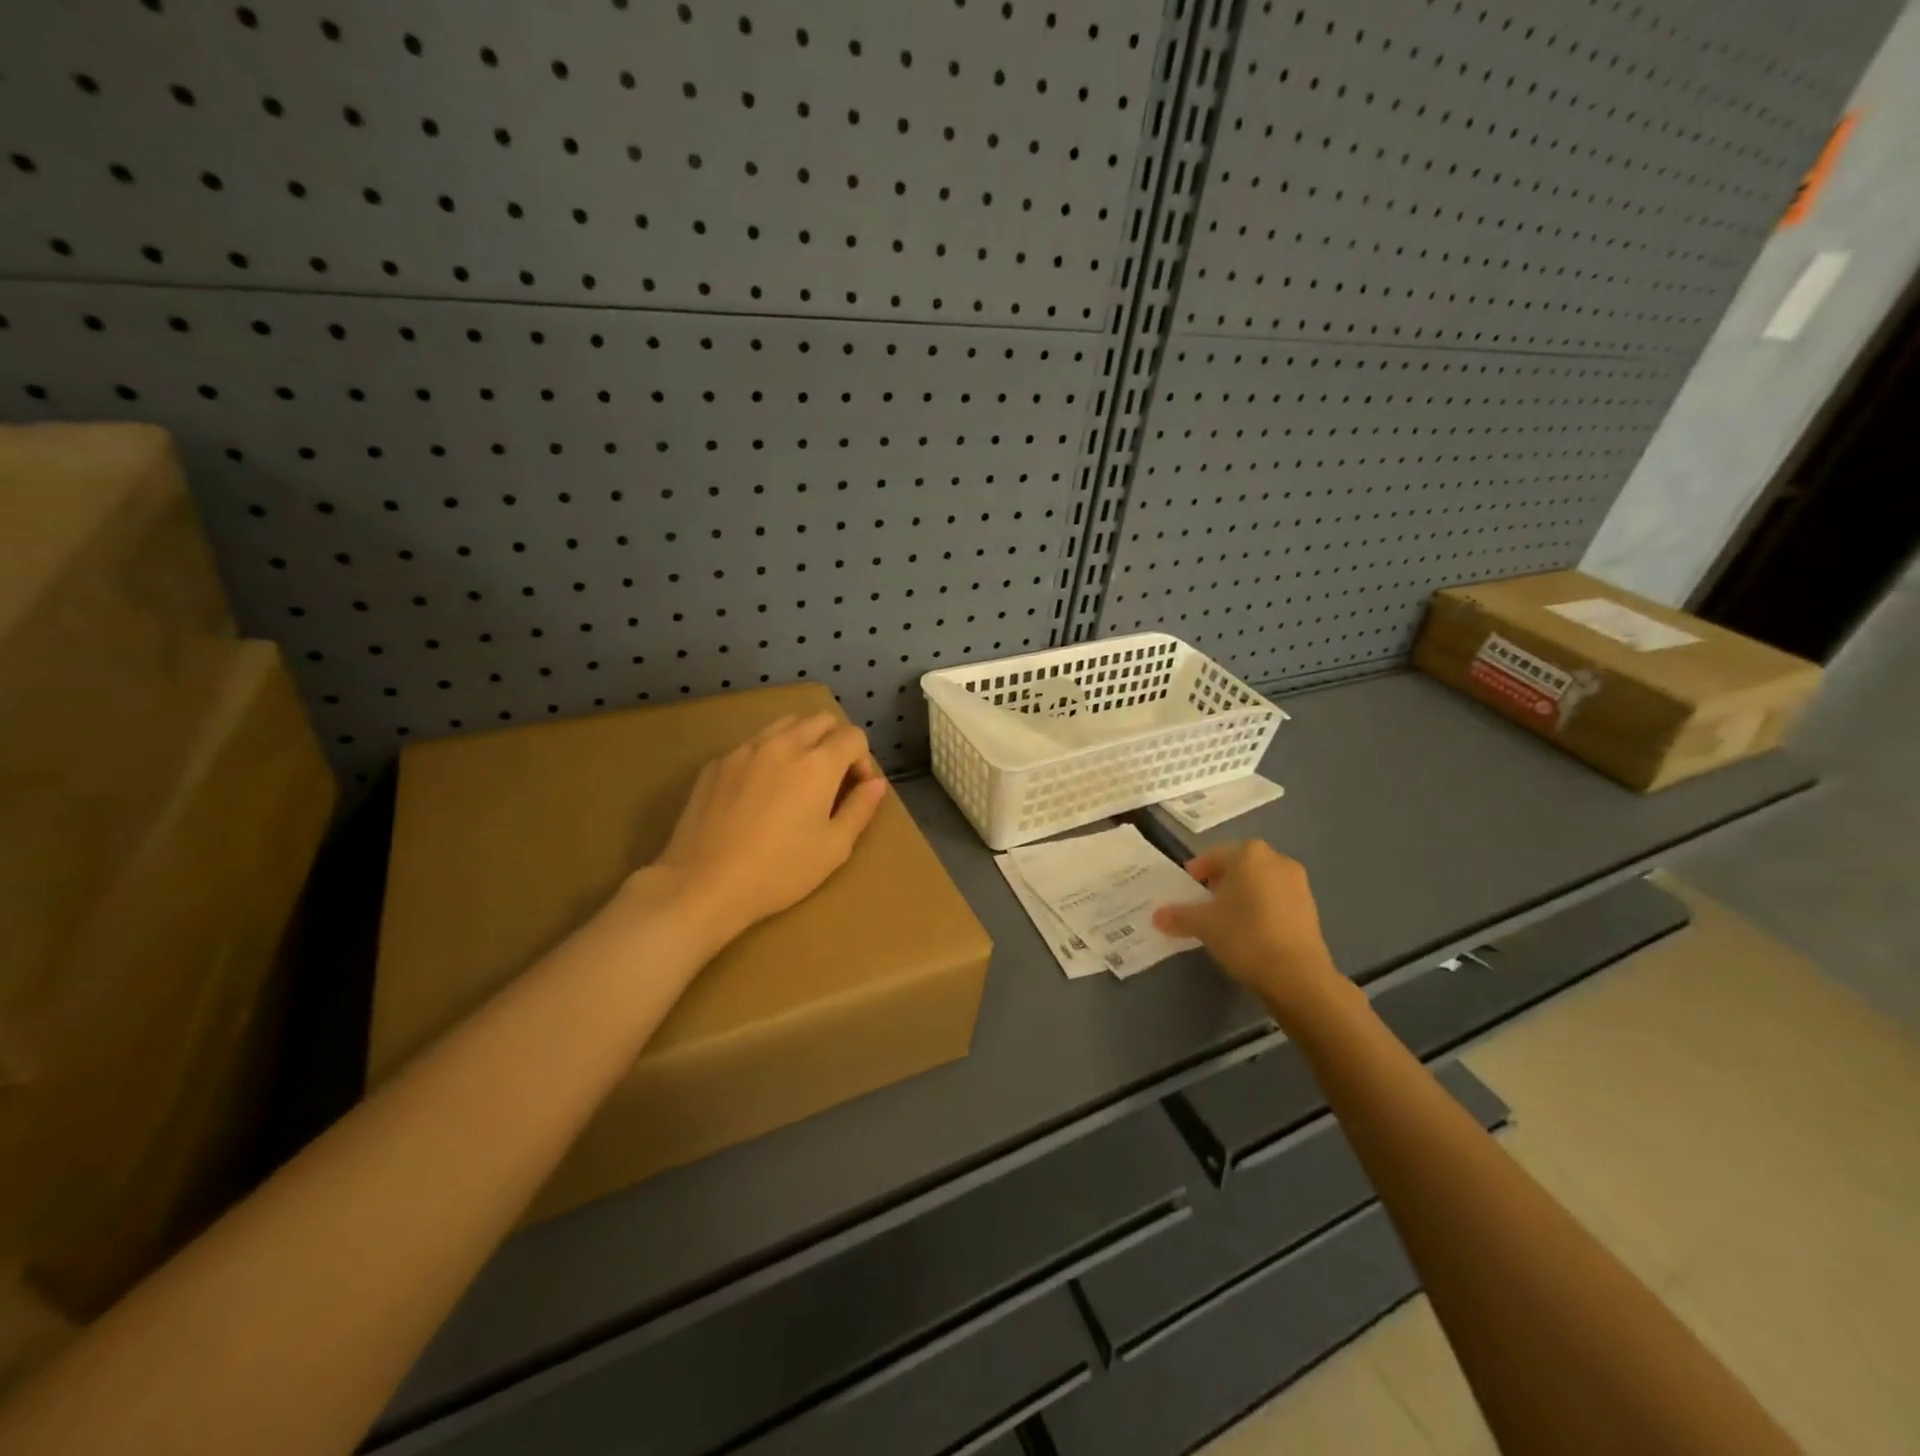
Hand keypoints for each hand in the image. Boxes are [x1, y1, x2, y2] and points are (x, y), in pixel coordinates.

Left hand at [652, 713, 889, 941]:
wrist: (703, 885)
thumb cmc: (779, 871)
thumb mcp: (834, 848)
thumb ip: (860, 809)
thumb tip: (876, 783)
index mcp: (818, 764)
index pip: (853, 736)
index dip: (862, 759)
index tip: (854, 789)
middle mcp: (783, 745)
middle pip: (820, 720)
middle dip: (834, 742)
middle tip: (829, 781)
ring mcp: (744, 750)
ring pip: (783, 724)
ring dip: (800, 741)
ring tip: (795, 780)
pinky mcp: (715, 764)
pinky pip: (751, 745)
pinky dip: (766, 756)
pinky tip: (756, 794)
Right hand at [1152, 840, 1348, 1027]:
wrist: (1297, 976)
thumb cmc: (1245, 936)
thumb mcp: (1203, 925)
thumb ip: (1178, 916)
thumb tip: (1157, 916)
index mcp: (1248, 854)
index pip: (1212, 856)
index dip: (1195, 873)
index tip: (1186, 892)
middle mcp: (1276, 859)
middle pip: (1238, 866)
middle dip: (1219, 882)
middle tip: (1204, 905)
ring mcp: (1298, 883)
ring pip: (1259, 882)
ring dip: (1242, 895)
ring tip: (1227, 920)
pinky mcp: (1310, 907)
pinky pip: (1276, 898)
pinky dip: (1261, 908)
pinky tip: (1251, 932)